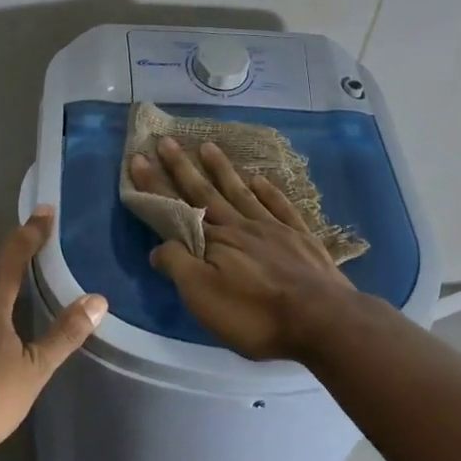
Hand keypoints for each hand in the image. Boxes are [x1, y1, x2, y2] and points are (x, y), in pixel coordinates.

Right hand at [130, 137, 358, 360]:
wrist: (322, 319)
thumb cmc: (255, 314)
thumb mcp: (203, 297)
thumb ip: (178, 265)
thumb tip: (158, 246)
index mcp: (215, 240)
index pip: (176, 207)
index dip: (155, 184)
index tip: (138, 158)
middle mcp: (241, 225)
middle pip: (206, 191)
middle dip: (182, 167)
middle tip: (166, 140)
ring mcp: (274, 228)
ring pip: (241, 192)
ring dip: (222, 169)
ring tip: (208, 146)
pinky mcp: (301, 238)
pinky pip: (279, 206)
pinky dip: (267, 190)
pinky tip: (259, 179)